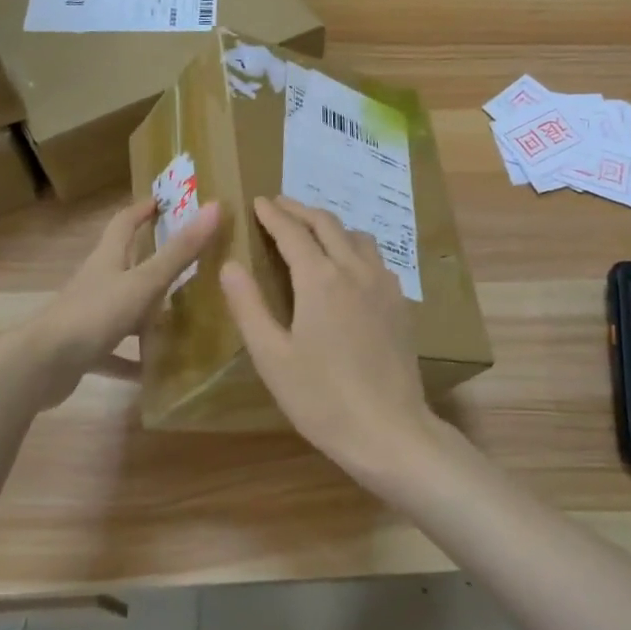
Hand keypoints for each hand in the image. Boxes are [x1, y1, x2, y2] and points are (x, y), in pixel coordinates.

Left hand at [0, 197, 220, 411]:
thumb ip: (180, 251)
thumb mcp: (144, 282)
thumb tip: (216, 208)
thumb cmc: (94, 314)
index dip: (142, 210)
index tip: (163, 201)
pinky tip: (153, 371)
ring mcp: (88, 317)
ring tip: (180, 319)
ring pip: (123, 308)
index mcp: (108, 260)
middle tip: (186, 260)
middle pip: (125, 265)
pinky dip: (132, 358)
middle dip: (151, 260)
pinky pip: (114, 352)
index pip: (124, 224)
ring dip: (147, 313)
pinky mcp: (84, 349)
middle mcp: (97, 283)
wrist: (40, 365)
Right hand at [220, 196, 442, 489]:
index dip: (273, 214)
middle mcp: (355, 270)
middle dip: (301, 211)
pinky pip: (375, 259)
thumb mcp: (271, 357)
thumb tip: (230, 264)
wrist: (388, 429)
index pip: (293, 232)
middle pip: (328, 224)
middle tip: (280, 206)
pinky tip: (348, 266)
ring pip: (357, 237)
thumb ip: (249, 306)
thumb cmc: (321, 398)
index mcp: (320, 279)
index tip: (258, 201)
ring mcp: (384, 284)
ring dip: (331, 226)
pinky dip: (354, 247)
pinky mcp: (400, 302)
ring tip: (312, 231)